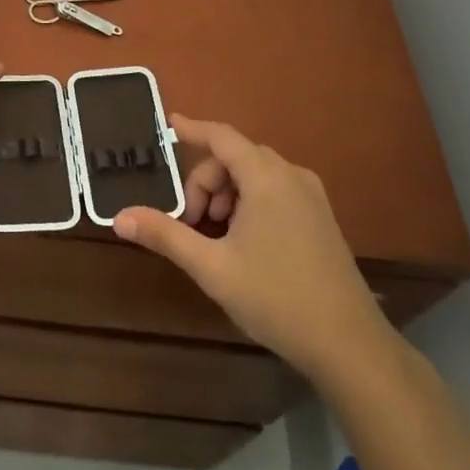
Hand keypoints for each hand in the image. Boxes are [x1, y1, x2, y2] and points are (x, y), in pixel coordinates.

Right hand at [115, 115, 391, 383]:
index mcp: (266, 177)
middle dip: (205, 182)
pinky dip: (249, 202)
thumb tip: (120, 217)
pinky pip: (275, 191)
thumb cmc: (276, 298)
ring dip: (226, 195)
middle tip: (190, 222)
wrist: (349, 345)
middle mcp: (292, 176)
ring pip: (255, 175)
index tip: (168, 124)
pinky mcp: (321, 218)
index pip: (221, 137)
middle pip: (235, 158)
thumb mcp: (212, 267)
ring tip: (214, 236)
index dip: (192, 129)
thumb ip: (166, 235)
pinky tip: (242, 242)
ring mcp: (311, 197)